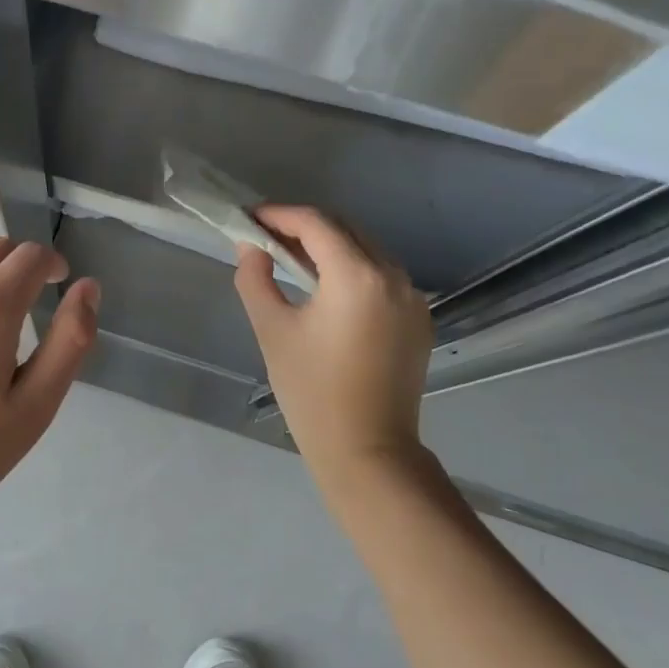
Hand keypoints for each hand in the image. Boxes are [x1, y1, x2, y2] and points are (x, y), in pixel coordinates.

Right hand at [234, 206, 432, 492]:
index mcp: (357, 276)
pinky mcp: (418, 319)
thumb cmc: (312, 392)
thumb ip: (256, 278)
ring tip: (291, 257)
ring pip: (366, 249)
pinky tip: (326, 286)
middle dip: (303, 226)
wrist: (368, 452)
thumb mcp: (273, 330)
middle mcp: (393, 276)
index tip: (250, 219)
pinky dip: (351, 268)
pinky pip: (381, 275)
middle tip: (266, 236)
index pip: (316, 223)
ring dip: (329, 245)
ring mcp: (412, 298)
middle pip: (345, 229)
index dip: (280, 214)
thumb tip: (251, 247)